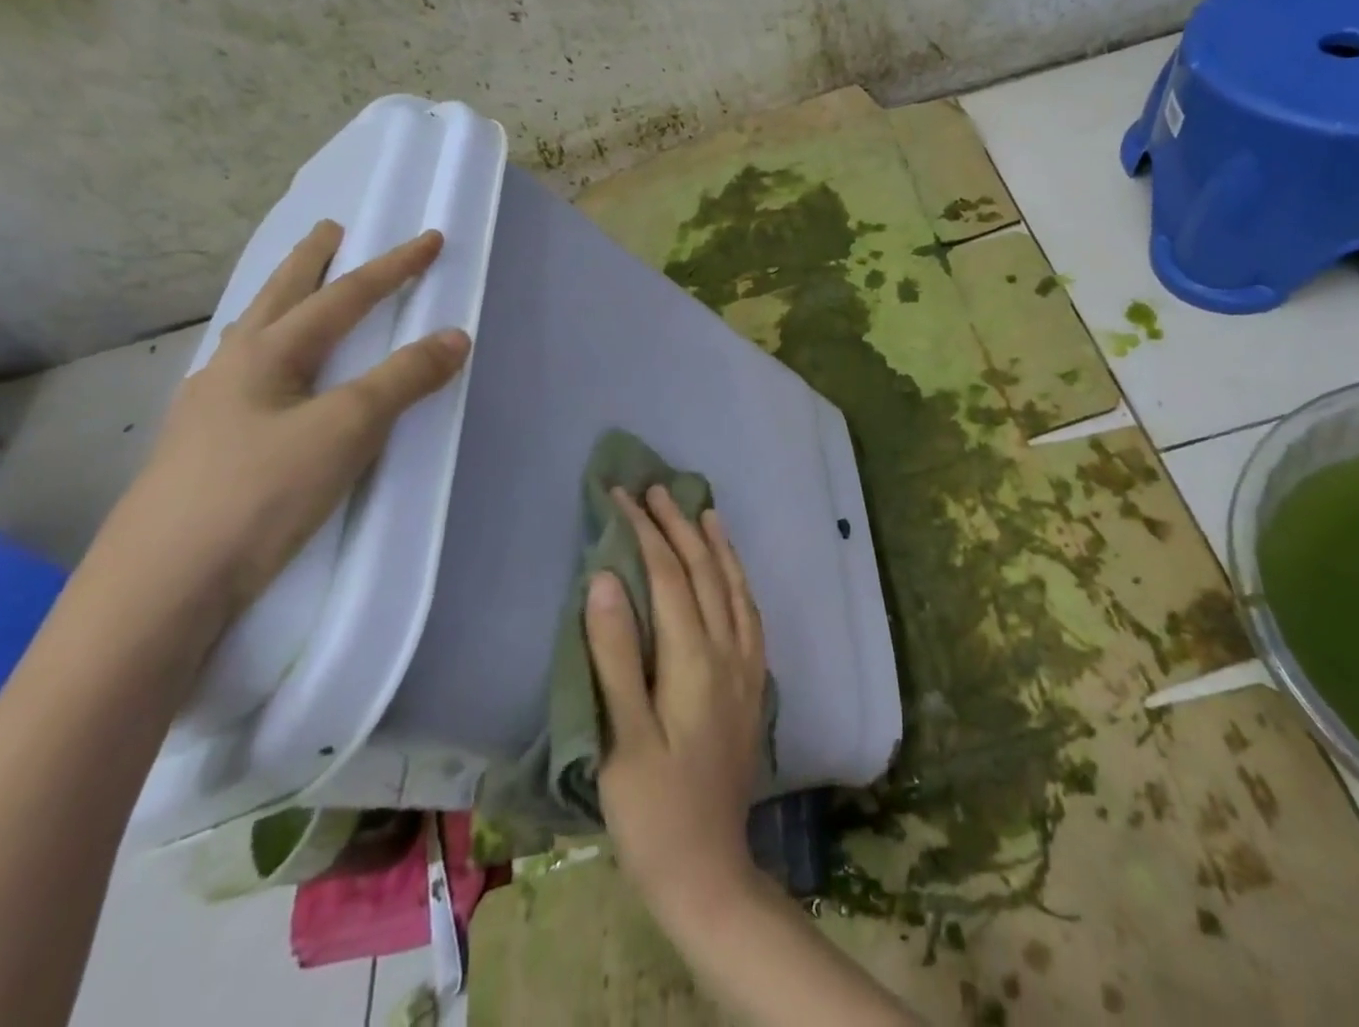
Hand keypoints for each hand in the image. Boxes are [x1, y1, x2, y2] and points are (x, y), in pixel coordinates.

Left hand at [89, 220, 470, 648]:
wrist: (162, 588)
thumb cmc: (261, 493)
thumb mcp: (347, 428)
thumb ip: (403, 379)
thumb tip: (455, 335)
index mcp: (266, 354)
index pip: (343, 297)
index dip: (392, 267)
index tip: (430, 239)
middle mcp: (231, 370)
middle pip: (278, 300)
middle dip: (310, 263)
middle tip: (329, 230)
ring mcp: (209, 411)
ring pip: (253, 338)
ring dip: (283, 305)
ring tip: (298, 294)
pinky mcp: (204, 449)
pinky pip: (246, 377)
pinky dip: (269, 354)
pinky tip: (268, 380)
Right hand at [587, 485, 768, 930]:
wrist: (711, 870)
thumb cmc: (653, 811)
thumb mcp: (621, 739)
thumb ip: (615, 656)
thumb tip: (604, 578)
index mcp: (694, 659)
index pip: (668, 575)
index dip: (646, 531)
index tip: (621, 496)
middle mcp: (728, 650)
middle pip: (704, 571)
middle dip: (678, 525)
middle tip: (655, 489)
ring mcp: (747, 665)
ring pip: (734, 585)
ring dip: (716, 544)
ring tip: (702, 510)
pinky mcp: (754, 683)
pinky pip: (750, 611)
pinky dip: (738, 578)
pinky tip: (732, 572)